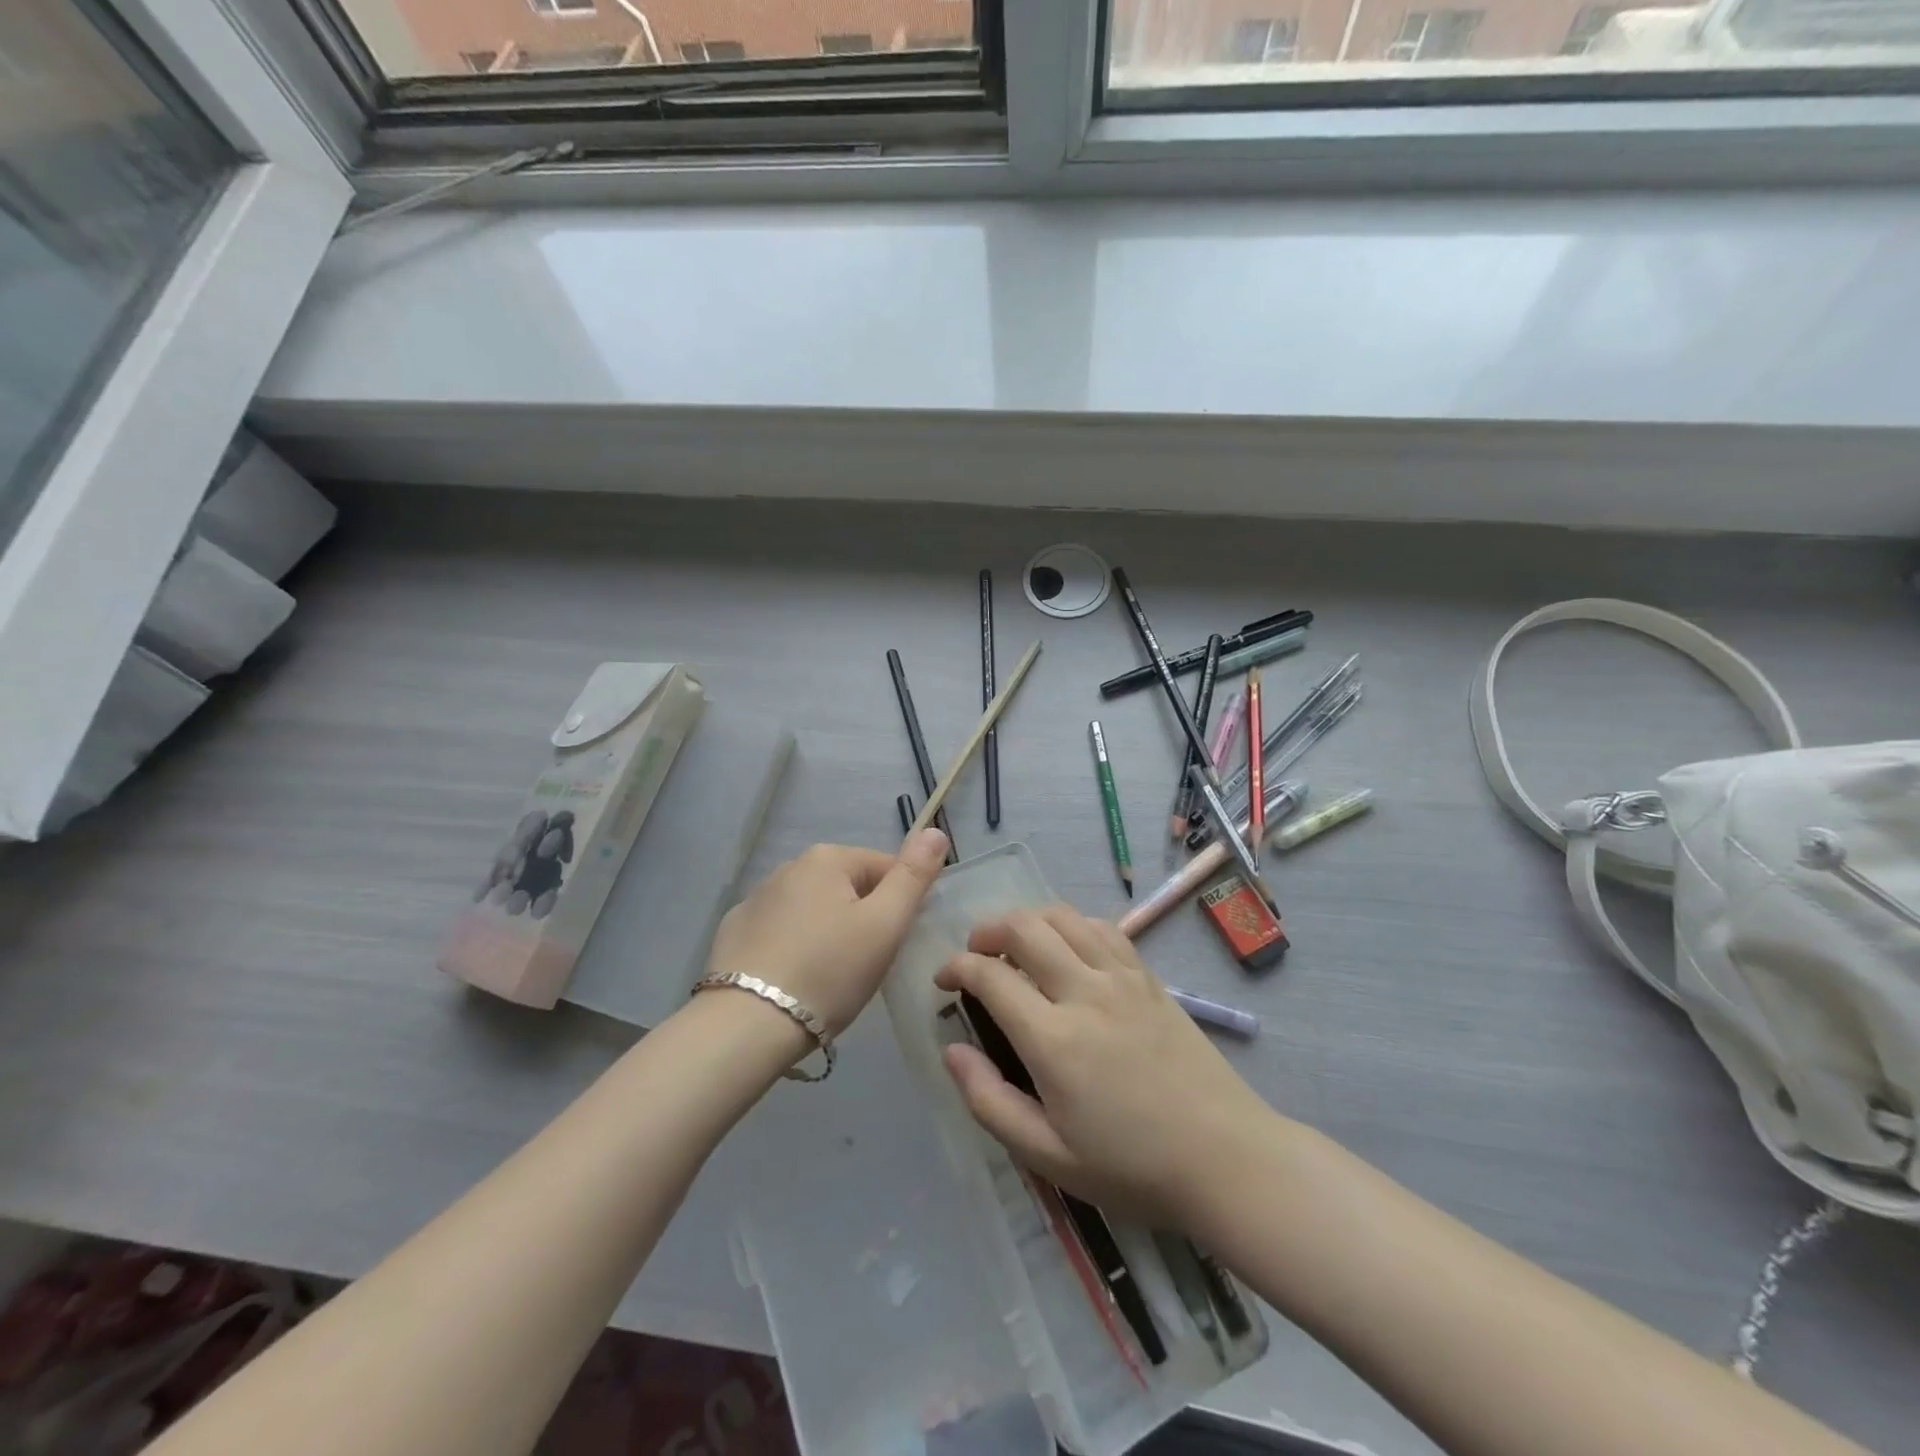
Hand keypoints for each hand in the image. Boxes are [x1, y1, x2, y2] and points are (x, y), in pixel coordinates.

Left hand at [706, 830, 948, 1035]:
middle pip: (848, 887)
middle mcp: (788, 867)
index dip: (901, 904)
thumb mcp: (885, 924)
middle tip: (867, 965)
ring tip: (831, 977)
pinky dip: (794, 946)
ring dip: (829, 931)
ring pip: (813, 909)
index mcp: (827, 859)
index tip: (897, 944)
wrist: (748, 1025)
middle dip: (864, 918)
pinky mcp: (734, 931)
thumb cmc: (829, 971)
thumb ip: (913, 876)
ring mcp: (756, 899)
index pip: (884, 868)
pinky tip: (794, 979)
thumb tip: (935, 831)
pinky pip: (781, 931)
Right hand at [935, 904, 1280, 1227]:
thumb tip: (951, 1051)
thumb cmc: (1131, 1166)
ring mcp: (1121, 977)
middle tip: (974, 955)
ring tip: (1015, 945)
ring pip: (1062, 916)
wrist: (1225, 1158)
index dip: (956, 968)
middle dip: (986, 930)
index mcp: (1054, 1039)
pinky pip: (1102, 927)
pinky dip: (1071, 924)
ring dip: (1027, 919)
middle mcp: (1085, 991)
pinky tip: (1067, 948)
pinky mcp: (1148, 977)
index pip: (990, 975)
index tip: (944, 980)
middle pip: (1023, 926)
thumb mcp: (1048, 1155)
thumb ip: (989, 1101)